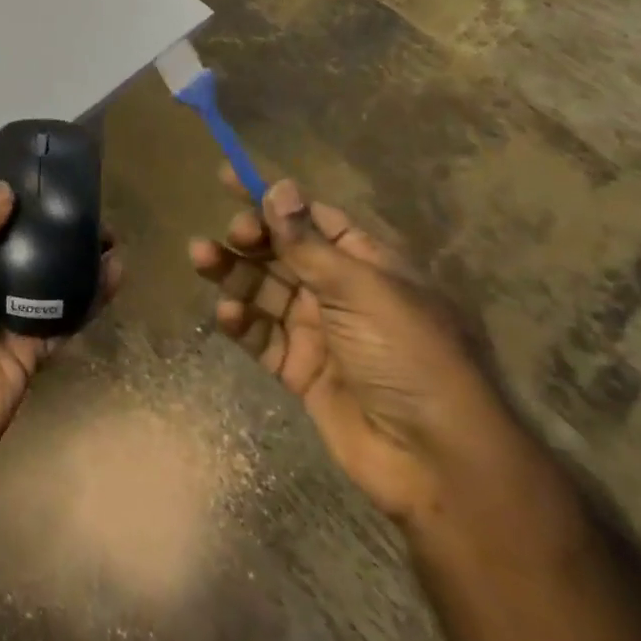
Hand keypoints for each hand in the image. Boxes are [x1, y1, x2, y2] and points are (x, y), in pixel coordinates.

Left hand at [0, 183, 121, 515]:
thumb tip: (6, 191)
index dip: (19, 203)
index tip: (54, 182)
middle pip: (23, 250)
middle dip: (55, 231)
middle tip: (94, 212)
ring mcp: (4, 321)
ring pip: (48, 282)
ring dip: (77, 262)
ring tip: (113, 241)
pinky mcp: (27, 354)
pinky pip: (61, 321)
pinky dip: (87, 301)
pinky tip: (113, 278)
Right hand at [189, 173, 527, 527]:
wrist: (439, 462)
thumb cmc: (409, 355)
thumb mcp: (360, 289)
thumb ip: (308, 242)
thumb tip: (278, 186)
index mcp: (365, 263)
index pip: (310, 217)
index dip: (270, 198)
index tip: (227, 178)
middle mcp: (339, 292)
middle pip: (281, 251)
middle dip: (250, 237)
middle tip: (230, 236)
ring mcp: (318, 332)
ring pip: (264, 290)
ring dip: (233, 273)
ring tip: (201, 259)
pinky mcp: (300, 370)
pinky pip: (262, 336)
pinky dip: (242, 322)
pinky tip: (230, 315)